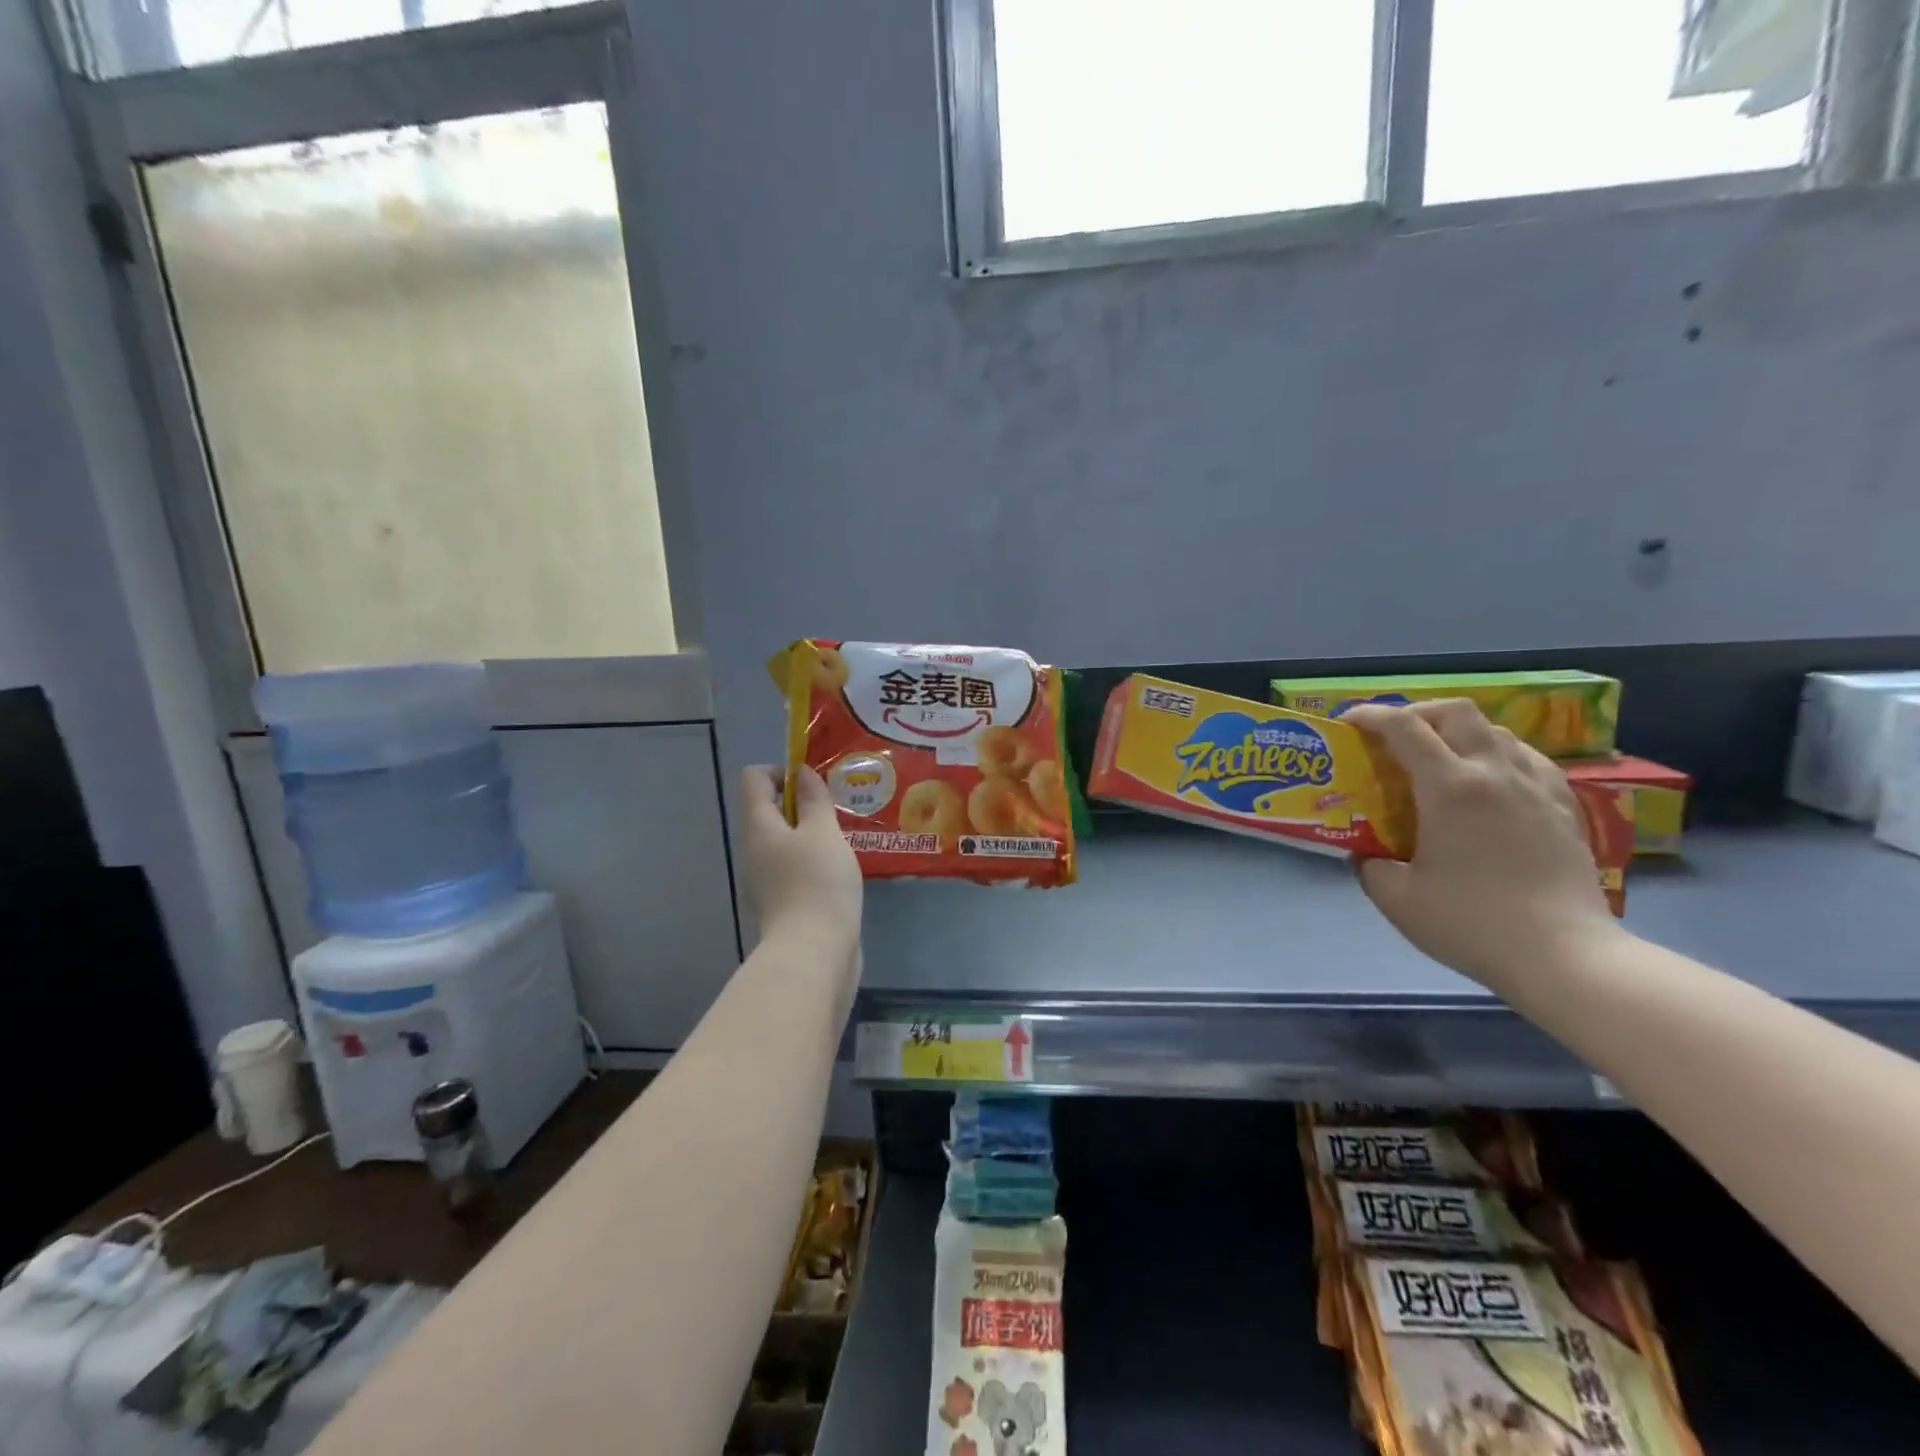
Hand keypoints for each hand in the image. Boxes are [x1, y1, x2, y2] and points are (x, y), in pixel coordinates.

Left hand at [739, 765, 862, 956]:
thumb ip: (814, 800)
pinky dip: (812, 861)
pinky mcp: (781, 901)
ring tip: (842, 841)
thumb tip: (802, 774)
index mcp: (758, 827)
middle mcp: (754, 849)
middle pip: (768, 809)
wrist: (813, 952)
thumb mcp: (823, 832)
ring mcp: (765, 878)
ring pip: (784, 840)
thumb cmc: (817, 883)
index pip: (754, 778)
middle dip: (801, 804)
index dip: (782, 771)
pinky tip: (838, 871)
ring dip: (811, 834)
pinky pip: (793, 866)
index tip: (813, 785)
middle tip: (835, 813)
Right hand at [1343, 700, 1623, 992]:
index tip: (1347, 723)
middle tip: (1395, 737)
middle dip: (1418, 713)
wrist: (1565, 957)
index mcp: (1450, 787)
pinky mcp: (1565, 807)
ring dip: (1459, 733)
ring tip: (1440, 760)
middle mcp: (1495, 772)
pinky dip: (1498, 756)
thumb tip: (1365, 854)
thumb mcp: (1397, 899)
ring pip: (1496, 731)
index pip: (1403, 727)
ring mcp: (1536, 787)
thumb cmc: (1471, 923)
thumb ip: (1370, 866)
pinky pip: (1528, 759)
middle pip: (1456, 711)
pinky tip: (1489, 783)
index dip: (1369, 715)